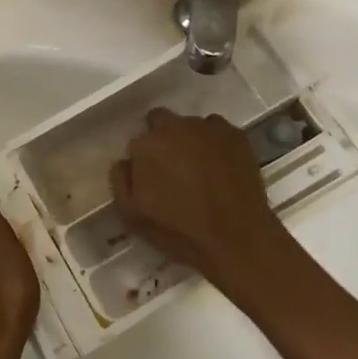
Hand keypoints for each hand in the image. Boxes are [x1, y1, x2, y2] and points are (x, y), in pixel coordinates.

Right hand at [110, 109, 286, 296]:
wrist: (235, 238)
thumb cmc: (179, 230)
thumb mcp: (132, 215)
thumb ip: (121, 180)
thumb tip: (125, 161)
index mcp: (147, 144)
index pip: (138, 141)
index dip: (144, 159)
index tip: (151, 177)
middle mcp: (176, 126)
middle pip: (161, 120)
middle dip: (163, 138)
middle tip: (173, 167)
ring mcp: (208, 128)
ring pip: (191, 125)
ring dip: (190, 140)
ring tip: (201, 169)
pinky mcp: (236, 135)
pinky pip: (218, 130)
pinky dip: (216, 142)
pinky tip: (221, 166)